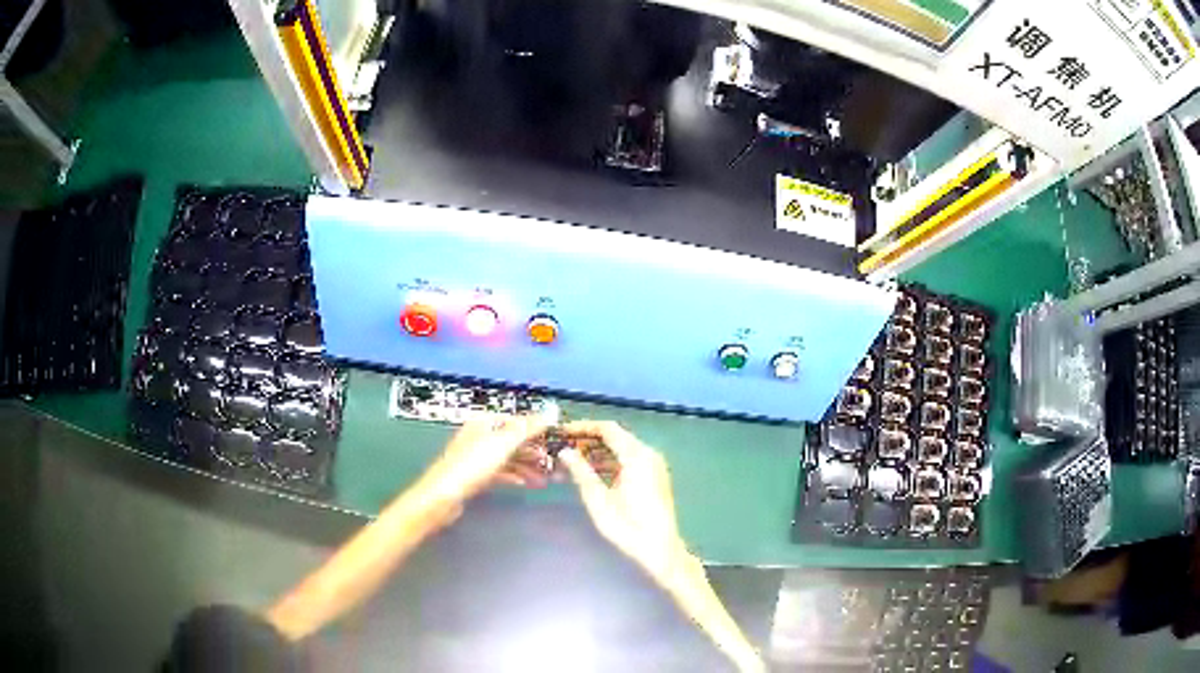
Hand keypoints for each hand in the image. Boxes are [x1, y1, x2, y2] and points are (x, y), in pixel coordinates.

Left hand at [415, 416, 549, 509]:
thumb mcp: (503, 443)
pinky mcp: (474, 475)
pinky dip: (514, 476)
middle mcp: (480, 436)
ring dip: (527, 466)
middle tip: (555, 464)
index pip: (517, 421)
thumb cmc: (471, 466)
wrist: (442, 497)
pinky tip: (525, 484)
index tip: (556, 442)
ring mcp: (476, 456)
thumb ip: (528, 427)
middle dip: (534, 451)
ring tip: (546, 479)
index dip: (538, 431)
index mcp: (485, 423)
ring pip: (508, 457)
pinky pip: (500, 472)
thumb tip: (553, 409)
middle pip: (513, 440)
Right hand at [557, 421, 686, 580]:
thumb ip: (581, 472)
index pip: (607, 429)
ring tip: (570, 463)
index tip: (561, 432)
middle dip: (587, 440)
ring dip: (597, 452)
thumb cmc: (628, 525)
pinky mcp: (654, 477)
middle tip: (561, 448)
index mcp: (636, 455)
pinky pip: (628, 460)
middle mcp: (648, 454)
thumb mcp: (599, 500)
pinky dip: (609, 462)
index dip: (582, 427)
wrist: (659, 548)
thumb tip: (565, 451)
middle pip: (615, 437)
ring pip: (621, 449)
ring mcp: (653, 465)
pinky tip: (590, 474)